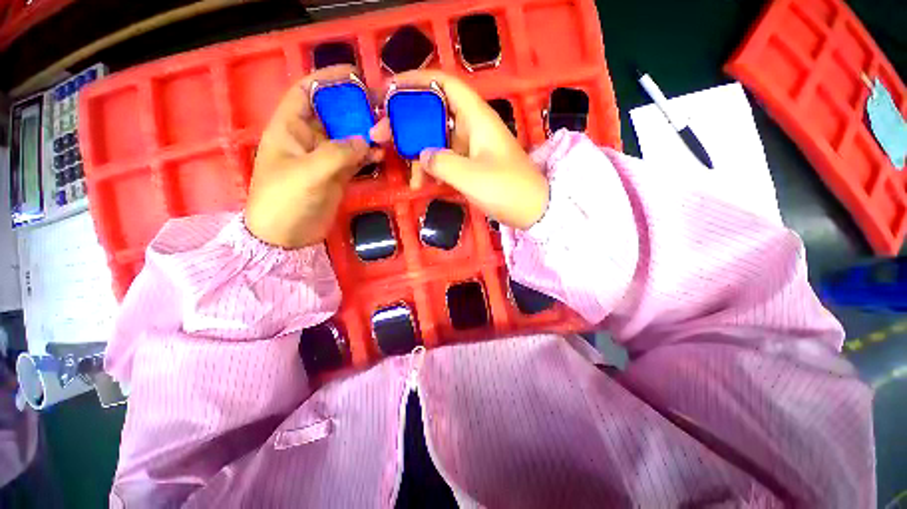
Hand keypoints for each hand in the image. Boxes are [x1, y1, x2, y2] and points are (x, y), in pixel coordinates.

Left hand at [245, 66, 382, 248]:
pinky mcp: (337, 174)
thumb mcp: (308, 173)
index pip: (307, 92)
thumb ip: (338, 153)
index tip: (355, 75)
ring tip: (387, 131)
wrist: (287, 237)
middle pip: (333, 113)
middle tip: (382, 107)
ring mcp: (324, 157)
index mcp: (289, 128)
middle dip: (356, 108)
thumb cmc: (285, 200)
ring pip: (348, 136)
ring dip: (366, 133)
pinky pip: (355, 158)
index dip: (328, 79)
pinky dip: (368, 155)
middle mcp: (307, 138)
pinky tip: (381, 154)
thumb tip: (366, 140)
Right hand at [371, 71, 548, 229]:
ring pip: (437, 140)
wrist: (533, 210)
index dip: (415, 81)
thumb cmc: (507, 189)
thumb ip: (442, 163)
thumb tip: (422, 156)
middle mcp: (473, 127)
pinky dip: (432, 169)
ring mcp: (472, 147)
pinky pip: (445, 159)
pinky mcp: (472, 165)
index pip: (443, 84)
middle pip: (433, 112)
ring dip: (419, 154)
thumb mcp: (471, 176)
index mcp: (477, 118)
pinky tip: (422, 184)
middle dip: (406, 123)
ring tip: (409, 177)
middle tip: (381, 136)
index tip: (387, 91)